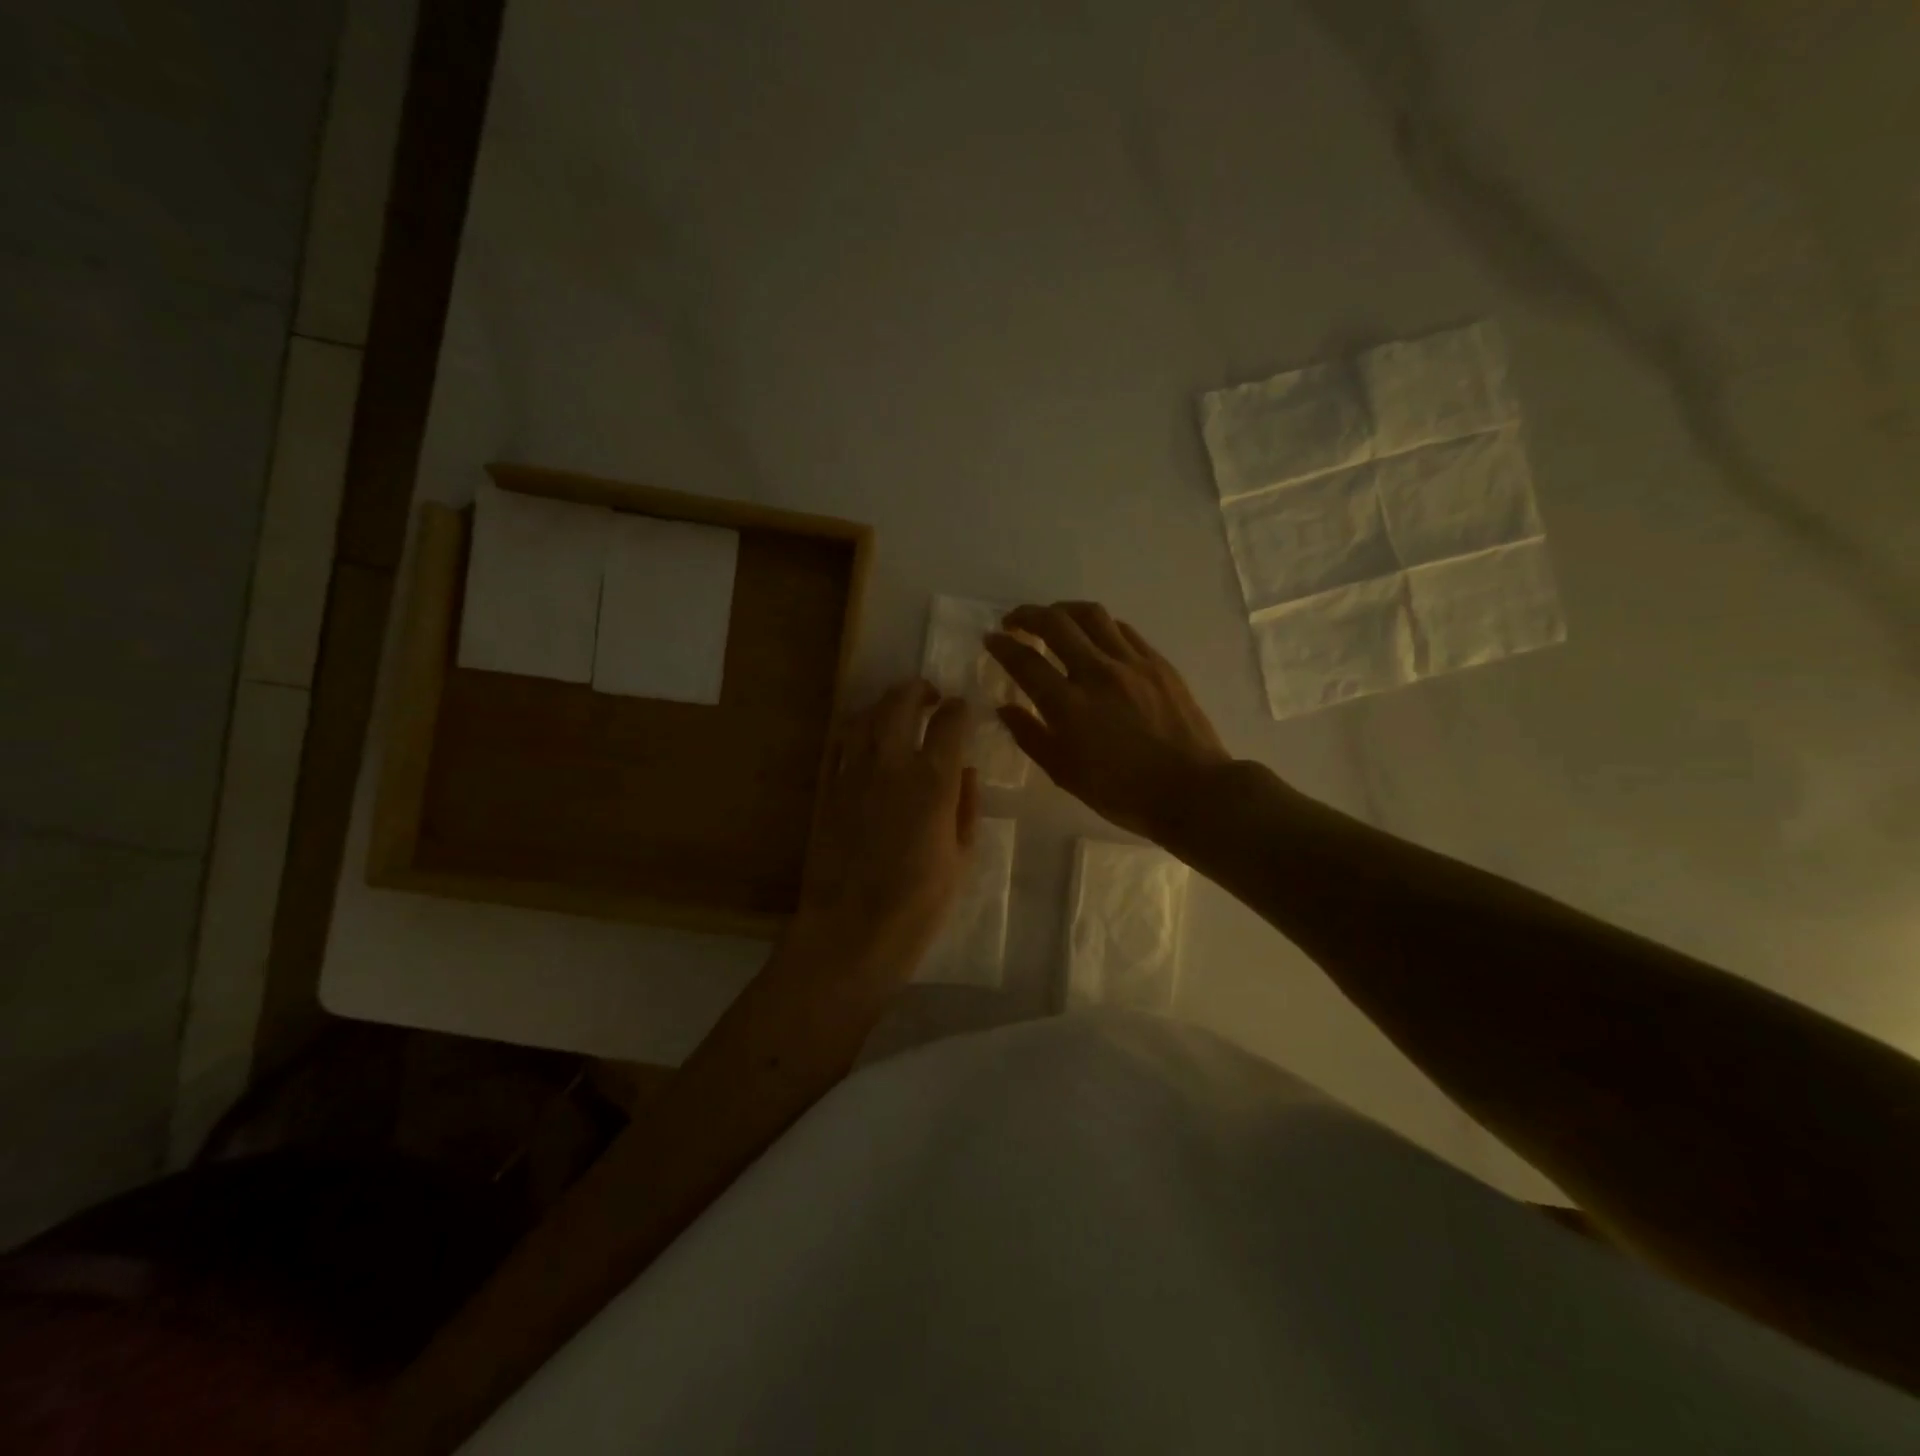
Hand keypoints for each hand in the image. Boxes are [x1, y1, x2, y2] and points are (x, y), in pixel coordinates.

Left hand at [792, 680, 978, 976]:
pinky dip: (855, 730)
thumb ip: (966, 807)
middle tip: (929, 695)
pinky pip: (839, 744)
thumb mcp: (961, 857)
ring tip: (896, 709)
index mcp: (933, 781)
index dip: (959, 709)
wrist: (852, 929)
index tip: (963, 709)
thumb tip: (966, 772)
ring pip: (865, 716)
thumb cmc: (919, 903)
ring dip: (884, 704)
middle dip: (918, 690)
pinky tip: (863, 736)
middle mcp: (891, 764)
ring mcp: (853, 773)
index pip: (950, 722)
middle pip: (900, 703)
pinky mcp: (827, 789)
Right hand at [986, 602, 1229, 840]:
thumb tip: (1005, 708)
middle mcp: (1097, 673)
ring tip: (1052, 617)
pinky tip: (1094, 635)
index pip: (1025, 661)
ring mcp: (1131, 663)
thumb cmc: (1122, 792)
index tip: (991, 639)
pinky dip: (1099, 625)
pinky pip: (1122, 629)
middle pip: (1055, 624)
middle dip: (1027, 615)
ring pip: (1091, 615)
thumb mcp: (1065, 774)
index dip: (1002, 646)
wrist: (1192, 791)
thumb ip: (1030, 736)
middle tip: (1014, 622)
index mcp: (1069, 705)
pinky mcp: (1157, 663)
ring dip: (1063, 610)